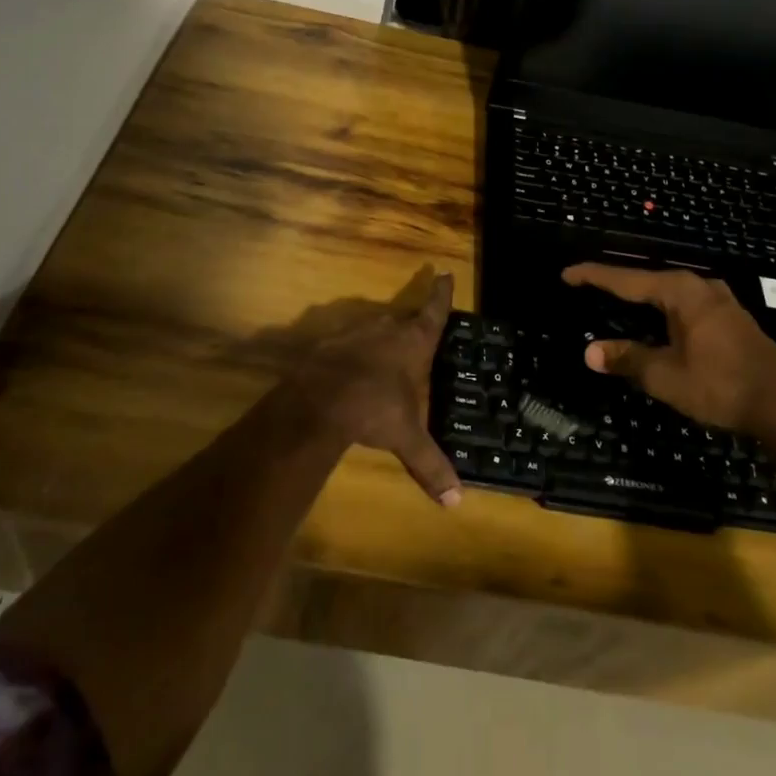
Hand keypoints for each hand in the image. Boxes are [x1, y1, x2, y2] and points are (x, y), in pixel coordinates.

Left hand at [289, 270, 461, 506]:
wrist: (319, 401)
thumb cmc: (375, 409)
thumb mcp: (407, 439)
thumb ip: (430, 465)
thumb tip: (456, 502)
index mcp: (413, 342)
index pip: (433, 311)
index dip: (441, 295)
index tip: (444, 273)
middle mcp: (386, 329)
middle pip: (403, 319)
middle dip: (410, 325)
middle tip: (416, 332)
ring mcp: (355, 333)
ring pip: (374, 330)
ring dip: (380, 340)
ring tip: (383, 357)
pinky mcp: (328, 344)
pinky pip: (347, 344)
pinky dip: (352, 354)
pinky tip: (349, 372)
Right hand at [561, 263, 775, 441]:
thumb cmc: (721, 385)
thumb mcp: (666, 376)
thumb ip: (627, 359)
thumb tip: (590, 352)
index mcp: (680, 291)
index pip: (626, 279)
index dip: (593, 276)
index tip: (567, 273)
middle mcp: (699, 286)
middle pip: (647, 280)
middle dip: (616, 283)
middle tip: (587, 286)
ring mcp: (719, 300)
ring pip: (668, 292)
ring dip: (641, 297)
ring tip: (615, 300)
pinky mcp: (731, 318)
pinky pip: (684, 304)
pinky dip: (661, 309)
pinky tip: (656, 321)